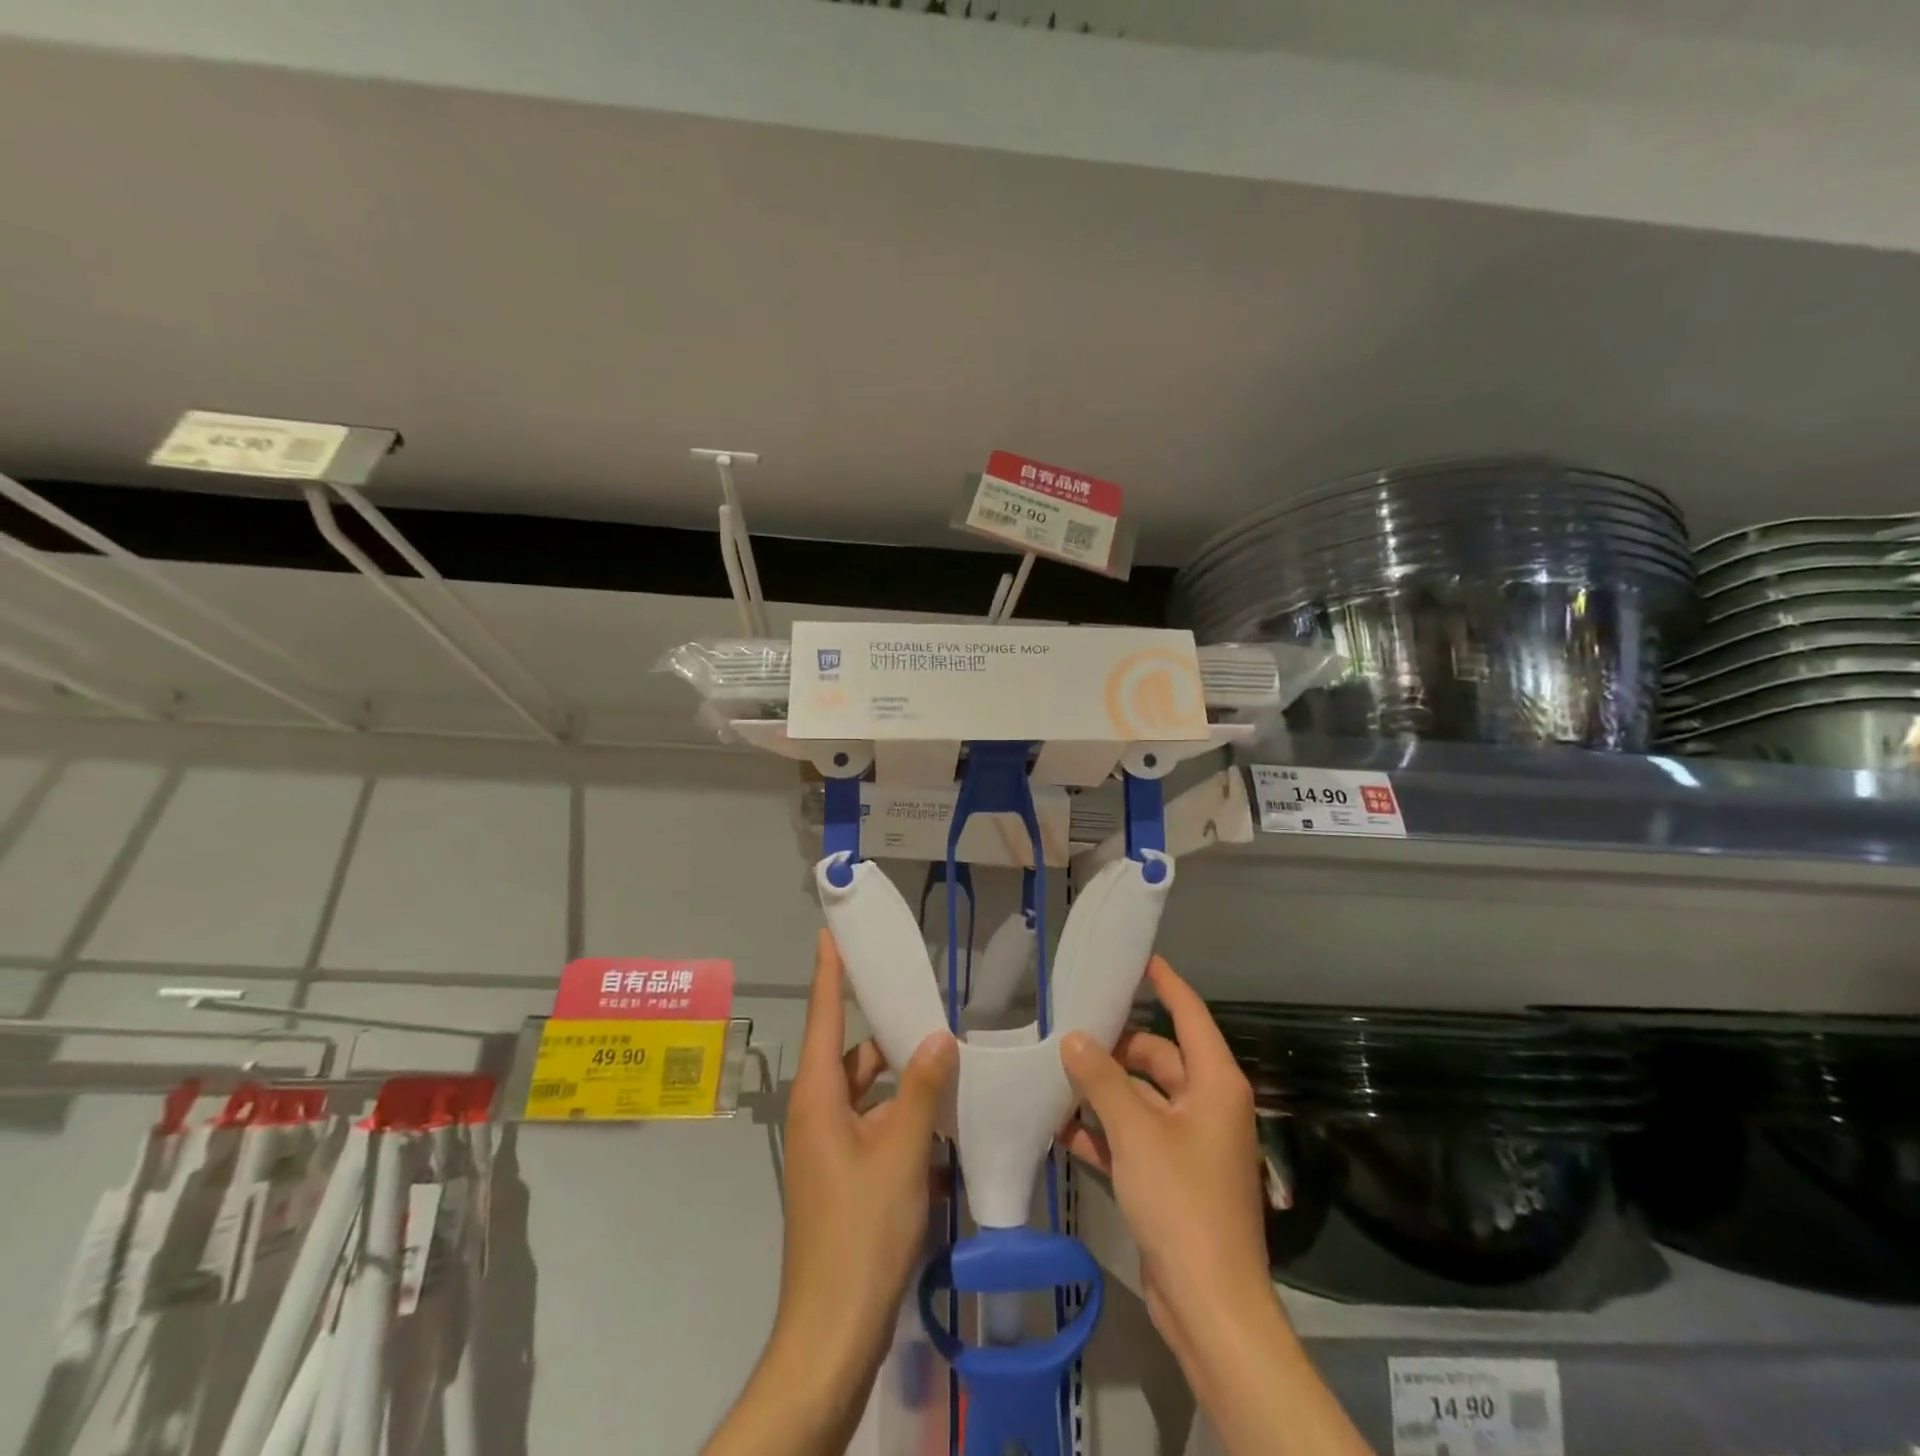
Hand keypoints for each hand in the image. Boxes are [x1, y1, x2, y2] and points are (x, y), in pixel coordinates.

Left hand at [774, 929, 957, 1376]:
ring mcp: (829, 1148)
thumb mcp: (901, 1153)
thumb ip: (922, 1090)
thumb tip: (939, 1038)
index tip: (831, 933)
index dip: (829, 972)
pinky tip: (942, 1122)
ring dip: (902, 1082)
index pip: (824, 1016)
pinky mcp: (843, 1176)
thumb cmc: (862, 1231)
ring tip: (947, 1061)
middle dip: (887, 1033)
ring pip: (868, 1094)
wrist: (833, 1331)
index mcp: (818, 1097)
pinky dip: (903, 1118)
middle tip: (927, 1005)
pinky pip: (874, 1126)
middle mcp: (818, 1114)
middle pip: (852, 1055)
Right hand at [1058, 957, 1279, 1375]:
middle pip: (1158, 1057)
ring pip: (1140, 1098)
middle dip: (1115, 1046)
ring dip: (1102, 1089)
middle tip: (1068, 1027)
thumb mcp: (1135, 1130)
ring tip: (1054, 1072)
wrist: (1209, 1305)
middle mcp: (1205, 1106)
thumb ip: (1101, 1079)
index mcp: (1215, 1084)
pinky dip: (1102, 1130)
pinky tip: (1060, 1126)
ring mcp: (1188, 1144)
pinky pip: (1132, 1137)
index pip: (1190, 1015)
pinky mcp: (1170, 1178)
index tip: (1137, 959)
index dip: (1166, 984)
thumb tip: (1073, 1037)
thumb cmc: (1181, 1201)